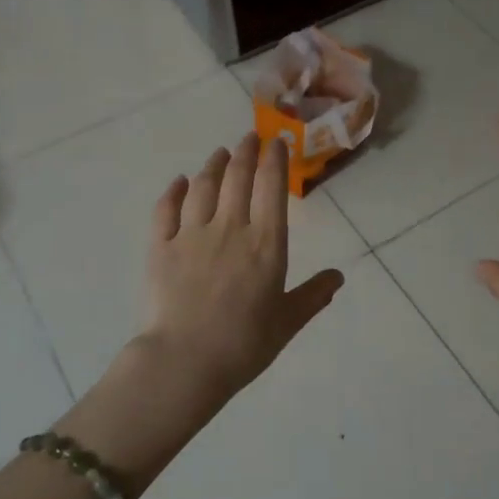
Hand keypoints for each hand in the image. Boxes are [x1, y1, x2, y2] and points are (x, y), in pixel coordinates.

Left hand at [141, 133, 344, 400]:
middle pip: (237, 178)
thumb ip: (312, 296)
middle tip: (250, 136)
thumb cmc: (243, 345)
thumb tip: (338, 277)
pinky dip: (173, 191)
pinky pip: (166, 209)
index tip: (277, 141)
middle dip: (246, 152)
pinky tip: (179, 182)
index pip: (272, 187)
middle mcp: (230, 228)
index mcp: (265, 244)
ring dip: (213, 165)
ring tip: (220, 154)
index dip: (275, 159)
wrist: (184, 362)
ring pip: (203, 187)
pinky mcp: (160, 247)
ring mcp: (191, 235)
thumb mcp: (287, 323)